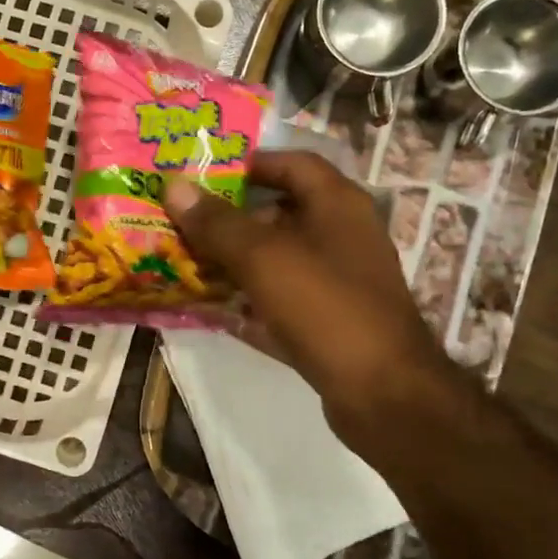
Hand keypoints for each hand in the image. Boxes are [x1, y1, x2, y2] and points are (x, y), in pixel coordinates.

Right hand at [163, 151, 451, 438]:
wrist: (384, 395)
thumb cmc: (326, 307)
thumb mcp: (265, 258)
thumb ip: (217, 223)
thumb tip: (173, 187)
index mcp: (338, 205)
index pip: (293, 164)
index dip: (251, 163)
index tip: (205, 173)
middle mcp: (342, 237)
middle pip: (280, 214)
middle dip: (231, 217)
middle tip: (183, 220)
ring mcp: (337, 284)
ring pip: (277, 261)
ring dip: (235, 261)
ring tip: (185, 261)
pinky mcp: (329, 324)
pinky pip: (280, 302)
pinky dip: (249, 302)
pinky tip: (210, 309)